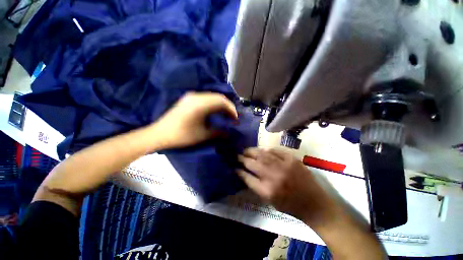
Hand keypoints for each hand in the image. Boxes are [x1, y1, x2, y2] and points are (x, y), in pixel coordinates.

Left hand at [153, 92, 237, 148]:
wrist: (159, 134)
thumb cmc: (182, 135)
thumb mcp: (202, 135)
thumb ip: (218, 132)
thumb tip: (229, 133)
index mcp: (200, 103)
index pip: (221, 101)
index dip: (231, 109)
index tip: (235, 118)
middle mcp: (196, 96)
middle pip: (218, 97)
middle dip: (227, 106)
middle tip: (232, 117)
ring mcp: (191, 96)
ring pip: (212, 97)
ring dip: (220, 105)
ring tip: (225, 115)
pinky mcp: (188, 99)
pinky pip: (205, 98)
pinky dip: (213, 104)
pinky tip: (215, 112)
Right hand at [237, 148, 340, 226]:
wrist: (314, 204)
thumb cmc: (290, 205)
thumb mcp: (270, 200)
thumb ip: (256, 186)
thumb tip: (244, 173)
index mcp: (267, 191)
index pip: (247, 177)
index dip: (239, 170)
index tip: (234, 166)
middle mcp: (273, 177)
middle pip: (252, 163)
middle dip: (242, 158)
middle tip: (237, 155)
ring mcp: (283, 166)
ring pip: (262, 154)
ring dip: (252, 151)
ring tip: (246, 150)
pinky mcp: (292, 159)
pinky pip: (275, 150)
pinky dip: (267, 150)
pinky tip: (263, 151)